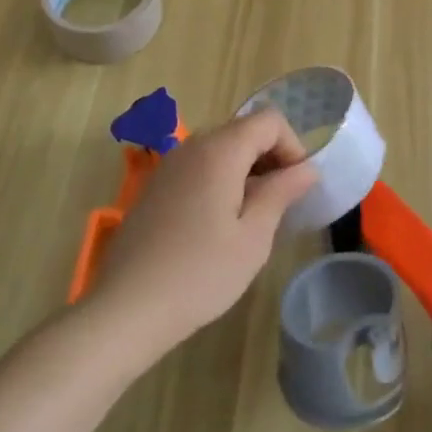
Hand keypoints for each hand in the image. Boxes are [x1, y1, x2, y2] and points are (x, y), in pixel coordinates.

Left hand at [93, 108, 318, 355]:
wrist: (124, 310)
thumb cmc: (199, 274)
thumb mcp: (253, 237)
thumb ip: (281, 193)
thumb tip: (307, 169)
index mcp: (220, 151)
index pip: (269, 121)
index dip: (293, 146)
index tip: (297, 186)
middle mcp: (192, 146)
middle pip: (244, 131)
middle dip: (271, 157)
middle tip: (280, 203)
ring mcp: (169, 166)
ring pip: (221, 149)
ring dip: (246, 170)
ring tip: (252, 217)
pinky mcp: (155, 187)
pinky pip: (199, 167)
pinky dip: (220, 180)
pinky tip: (219, 224)